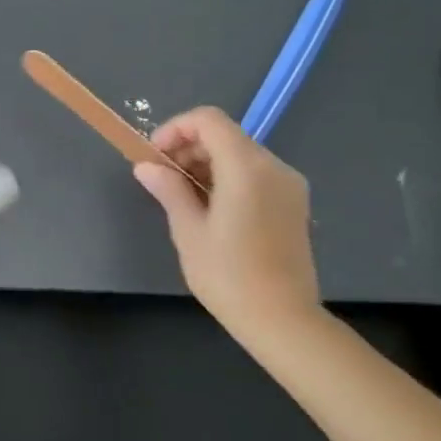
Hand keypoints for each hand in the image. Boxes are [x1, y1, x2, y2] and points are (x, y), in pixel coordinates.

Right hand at [132, 107, 321, 341]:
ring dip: (206, 163)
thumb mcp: (188, 231)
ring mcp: (288, 185)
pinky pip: (255, 174)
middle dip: (189, 147)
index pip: (208, 120)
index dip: (176, 129)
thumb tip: (147, 166)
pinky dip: (227, 177)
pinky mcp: (293, 203)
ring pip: (240, 153)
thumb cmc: (228, 276)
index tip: (155, 157)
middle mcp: (273, 167)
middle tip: (162, 179)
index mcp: (247, 168)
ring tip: (182, 197)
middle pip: (225, 135)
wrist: (282, 319)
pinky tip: (210, 208)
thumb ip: (169, 189)